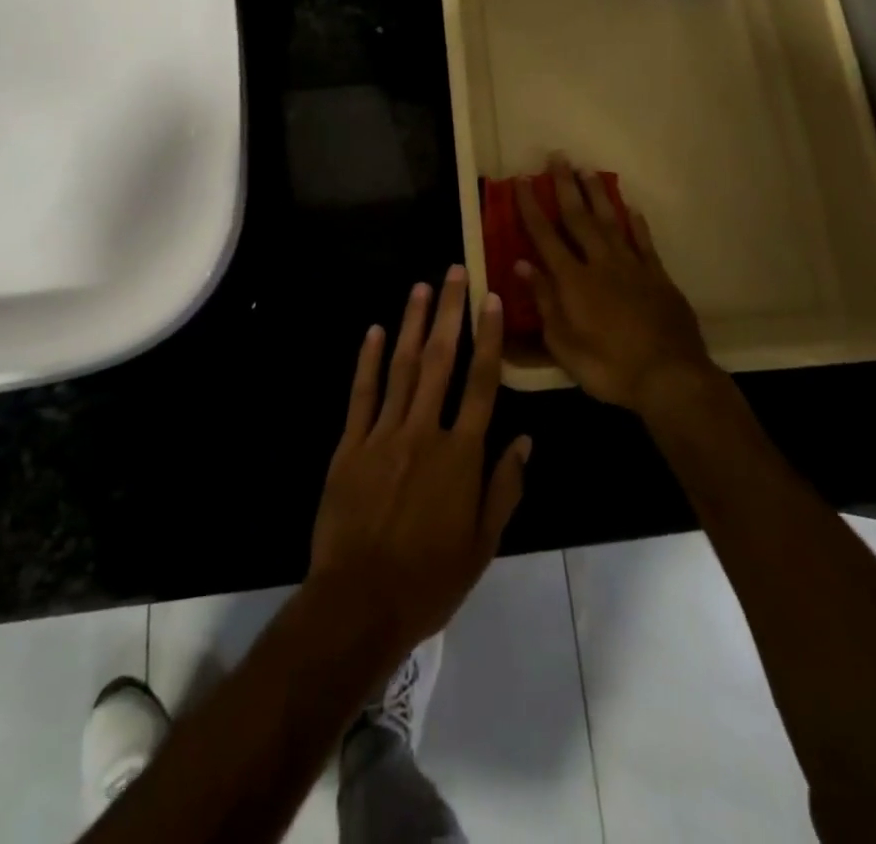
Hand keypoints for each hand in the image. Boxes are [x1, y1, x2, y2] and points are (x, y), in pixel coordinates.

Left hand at [309, 267, 530, 655]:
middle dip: (449, 312)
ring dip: (411, 324)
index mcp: (461, 455)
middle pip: (439, 360)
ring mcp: (383, 434)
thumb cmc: (430, 579)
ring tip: (421, 287)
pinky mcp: (350, 445)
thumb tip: (525, 440)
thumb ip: (505, 488)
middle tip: (454, 272)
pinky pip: (361, 394)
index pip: (481, 383)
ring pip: (400, 366)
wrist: (359, 603)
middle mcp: (424, 431)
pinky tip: (373, 330)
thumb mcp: (483, 544)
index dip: (488, 338)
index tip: (492, 300)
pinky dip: (367, 360)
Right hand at [515, 157, 715, 412]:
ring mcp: (633, 267)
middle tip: (558, 156)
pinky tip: (632, 207)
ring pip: (612, 221)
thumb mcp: (564, 345)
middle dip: (566, 186)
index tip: (523, 180)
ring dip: (598, 194)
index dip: (532, 206)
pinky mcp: (659, 276)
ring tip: (588, 169)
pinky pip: (644, 242)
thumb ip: (544, 301)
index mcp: (573, 281)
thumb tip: (522, 265)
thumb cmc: (609, 367)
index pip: (545, 236)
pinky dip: (636, 223)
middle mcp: (601, 263)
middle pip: (579, 218)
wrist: (670, 378)